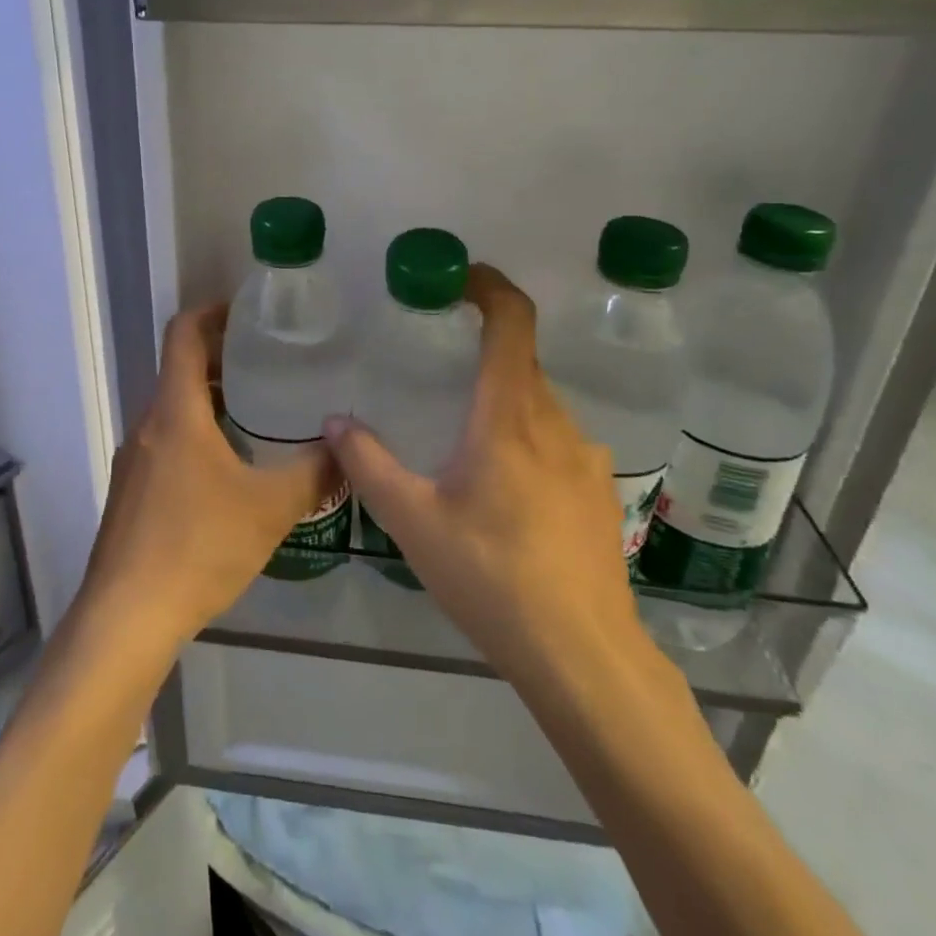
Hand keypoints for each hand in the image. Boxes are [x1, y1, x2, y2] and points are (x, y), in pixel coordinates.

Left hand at [79, 304, 336, 651]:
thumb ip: (314, 474)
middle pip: (179, 370)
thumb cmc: (198, 546)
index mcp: (175, 411)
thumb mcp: (269, 509)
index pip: (183, 334)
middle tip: (269, 365)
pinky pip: (164, 442)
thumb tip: (347, 448)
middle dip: (221, 360)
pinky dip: (194, 435)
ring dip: (209, 401)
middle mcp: (147, 424)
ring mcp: (132, 459)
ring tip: (256, 415)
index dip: (212, 312)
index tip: (246, 313)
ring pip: (172, 410)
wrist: (126, 616)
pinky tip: (227, 471)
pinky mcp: (128, 491)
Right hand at [324, 265, 642, 681]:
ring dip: (500, 402)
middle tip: (435, 370)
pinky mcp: (599, 491)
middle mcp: (554, 421)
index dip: (489, 286)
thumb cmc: (493, 577)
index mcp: (509, 413)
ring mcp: (585, 457)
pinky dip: (524, 439)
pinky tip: (502, 493)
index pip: (512, 320)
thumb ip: (368, 464)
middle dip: (479, 353)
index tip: (457, 277)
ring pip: (537, 405)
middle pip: (520, 362)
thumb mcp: (414, 521)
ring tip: (460, 439)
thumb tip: (335, 420)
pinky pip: (556, 441)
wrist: (585, 657)